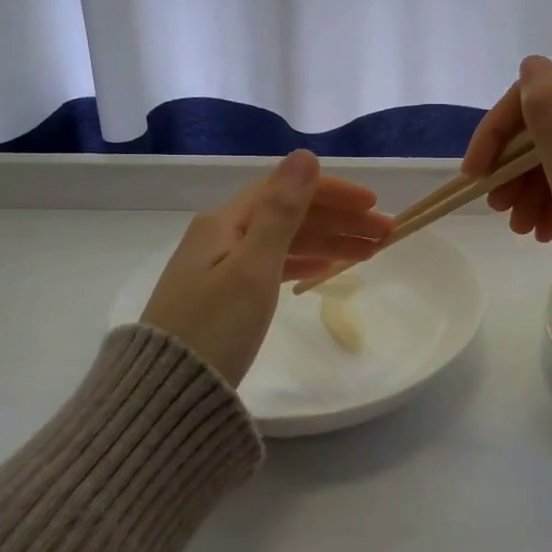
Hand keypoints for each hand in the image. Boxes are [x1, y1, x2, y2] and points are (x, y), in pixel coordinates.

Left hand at [140, 151, 391, 384]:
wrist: (166, 396)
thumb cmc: (214, 328)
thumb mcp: (253, 268)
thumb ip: (281, 212)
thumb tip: (304, 155)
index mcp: (225, 222)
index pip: (287, 190)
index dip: (334, 193)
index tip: (374, 206)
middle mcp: (221, 236)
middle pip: (289, 215)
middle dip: (339, 220)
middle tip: (385, 234)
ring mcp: (220, 266)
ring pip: (285, 241)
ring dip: (328, 241)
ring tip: (370, 253)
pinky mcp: (223, 295)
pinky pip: (273, 265)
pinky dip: (304, 263)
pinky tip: (327, 269)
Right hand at [464, 56, 551, 316]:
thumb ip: (549, 116)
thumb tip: (531, 64)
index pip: (538, 98)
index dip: (497, 131)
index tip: (475, 174)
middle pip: (549, 128)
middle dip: (513, 166)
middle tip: (498, 208)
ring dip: (531, 187)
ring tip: (520, 229)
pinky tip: (545, 231)